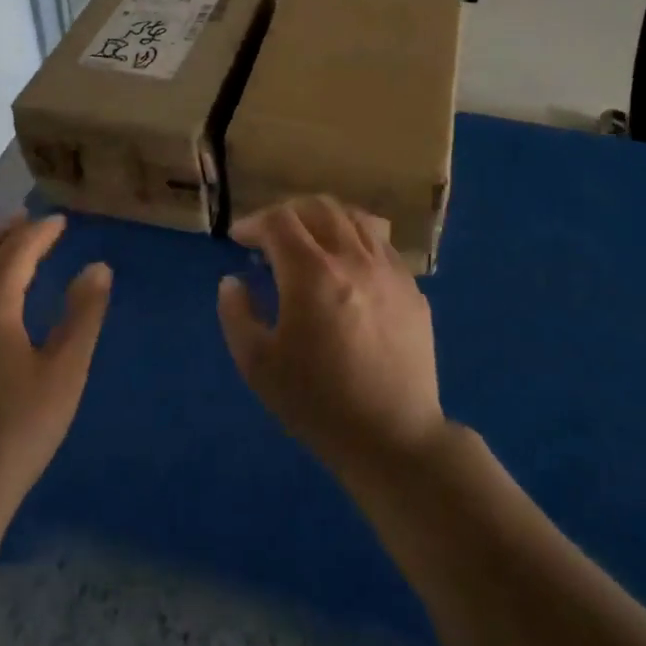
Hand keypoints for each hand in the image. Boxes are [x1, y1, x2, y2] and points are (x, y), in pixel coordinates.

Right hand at [217, 197, 447, 483]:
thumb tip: (233, 281)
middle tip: (271, 235)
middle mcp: (353, 258)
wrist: (393, 438)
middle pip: (318, 207)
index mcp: (311, 273)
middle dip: (287, 212)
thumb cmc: (318, 403)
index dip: (253, 222)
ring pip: (354, 218)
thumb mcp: (258, 365)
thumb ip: (236, 314)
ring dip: (324, 219)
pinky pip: (381, 244)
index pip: (278, 220)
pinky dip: (356, 239)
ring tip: (310, 240)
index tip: (240, 240)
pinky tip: (348, 265)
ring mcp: (388, 270)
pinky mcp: (412, 288)